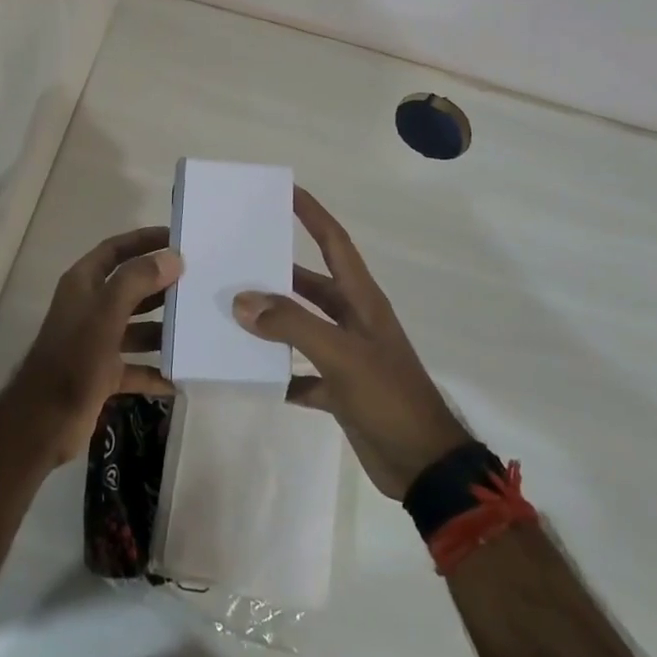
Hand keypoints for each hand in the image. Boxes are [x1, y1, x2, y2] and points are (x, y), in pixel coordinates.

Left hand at [5, 226, 181, 467]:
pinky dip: (156, 370)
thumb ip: (137, 281)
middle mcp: (89, 307)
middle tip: (197, 282)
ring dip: (163, 328)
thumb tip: (172, 257)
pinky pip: (137, 366)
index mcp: (83, 284)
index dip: (143, 240)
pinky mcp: (103, 373)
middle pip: (130, 287)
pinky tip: (181, 375)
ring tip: (196, 326)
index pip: (115, 250)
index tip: (177, 239)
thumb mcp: (106, 312)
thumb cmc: (75, 358)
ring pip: (137, 327)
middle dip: (161, 285)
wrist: (44, 421)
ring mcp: (96, 342)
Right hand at [234, 187, 470, 497]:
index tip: (286, 190)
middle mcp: (354, 320)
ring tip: (232, 310)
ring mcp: (347, 356)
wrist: (424, 466)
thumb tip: (242, 300)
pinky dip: (279, 371)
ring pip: (303, 326)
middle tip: (237, 257)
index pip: (335, 243)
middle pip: (311, 284)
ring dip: (273, 320)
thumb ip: (292, 325)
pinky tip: (251, 372)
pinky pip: (302, 372)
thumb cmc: (389, 397)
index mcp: (362, 300)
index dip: (313, 214)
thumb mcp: (341, 355)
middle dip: (277, 270)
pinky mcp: (340, 390)